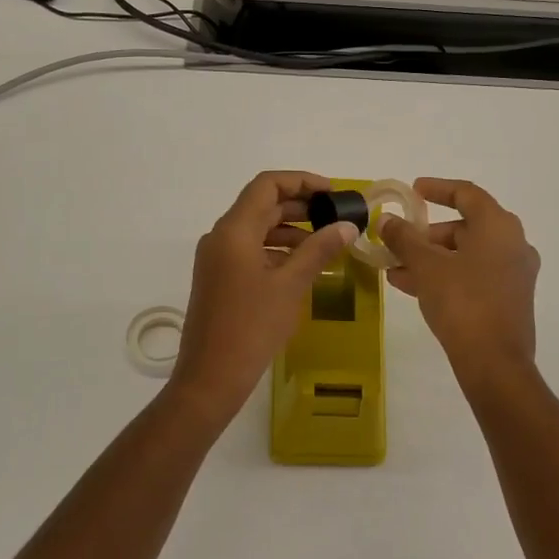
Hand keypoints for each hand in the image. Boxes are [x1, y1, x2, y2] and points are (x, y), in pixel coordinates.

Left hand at [169, 171, 359, 419]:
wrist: (211, 377)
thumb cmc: (252, 327)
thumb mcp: (291, 285)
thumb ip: (319, 250)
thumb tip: (347, 226)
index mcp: (233, 231)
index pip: (266, 185)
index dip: (301, 181)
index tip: (332, 193)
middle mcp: (220, 237)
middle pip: (262, 205)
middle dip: (300, 206)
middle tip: (335, 217)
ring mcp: (216, 258)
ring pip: (256, 229)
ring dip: (290, 230)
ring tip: (325, 242)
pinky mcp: (218, 278)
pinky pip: (249, 250)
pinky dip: (276, 250)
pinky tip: (302, 266)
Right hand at [382, 178, 539, 375]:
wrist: (495, 364)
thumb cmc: (462, 302)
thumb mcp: (426, 266)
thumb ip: (405, 238)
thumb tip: (387, 220)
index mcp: (499, 226)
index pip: (466, 194)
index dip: (437, 189)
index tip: (412, 191)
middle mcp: (513, 244)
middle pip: (464, 227)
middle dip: (426, 234)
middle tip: (397, 241)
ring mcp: (513, 274)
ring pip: (465, 255)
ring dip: (430, 258)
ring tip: (393, 269)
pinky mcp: (509, 299)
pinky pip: (472, 276)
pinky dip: (445, 275)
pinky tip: (410, 287)